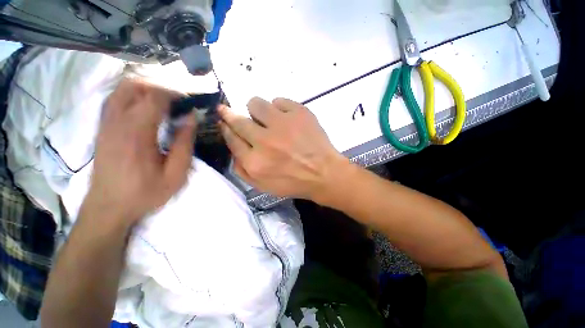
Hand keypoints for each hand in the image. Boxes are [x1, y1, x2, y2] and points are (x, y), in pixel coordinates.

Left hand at [85, 79, 196, 225]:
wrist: (108, 207)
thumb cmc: (145, 193)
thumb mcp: (176, 174)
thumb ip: (185, 144)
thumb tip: (191, 118)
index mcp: (136, 133)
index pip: (154, 97)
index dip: (174, 94)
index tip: (189, 102)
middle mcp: (116, 122)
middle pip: (133, 85)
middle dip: (158, 87)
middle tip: (177, 101)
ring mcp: (105, 124)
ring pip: (121, 90)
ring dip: (145, 90)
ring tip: (164, 104)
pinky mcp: (102, 128)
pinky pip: (115, 100)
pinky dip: (132, 97)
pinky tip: (146, 111)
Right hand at [218, 97, 347, 199]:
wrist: (324, 173)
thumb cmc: (294, 182)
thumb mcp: (263, 186)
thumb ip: (242, 169)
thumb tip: (232, 147)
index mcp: (255, 162)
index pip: (232, 138)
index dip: (226, 128)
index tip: (224, 120)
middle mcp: (265, 141)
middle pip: (238, 120)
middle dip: (230, 114)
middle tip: (229, 111)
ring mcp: (282, 124)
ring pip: (256, 104)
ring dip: (257, 110)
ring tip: (267, 118)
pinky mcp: (299, 113)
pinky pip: (279, 101)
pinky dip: (279, 108)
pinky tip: (286, 119)